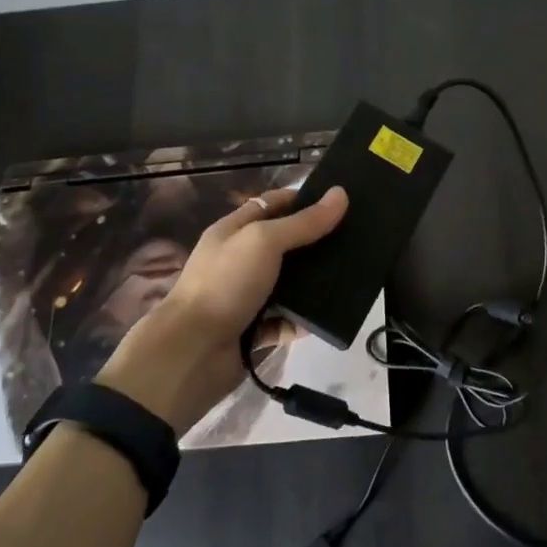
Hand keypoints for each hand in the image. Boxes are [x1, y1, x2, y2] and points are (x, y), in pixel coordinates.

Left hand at [100, 187, 347, 432]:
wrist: (193, 352)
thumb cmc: (225, 284)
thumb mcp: (264, 241)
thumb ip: (303, 222)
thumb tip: (340, 195)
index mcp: (232, 232)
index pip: (270, 205)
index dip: (301, 200)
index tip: (338, 202)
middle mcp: (238, 262)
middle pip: (283, 245)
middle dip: (314, 242)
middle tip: (353, 240)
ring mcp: (245, 297)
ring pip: (287, 284)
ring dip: (313, 283)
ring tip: (349, 277)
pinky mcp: (254, 330)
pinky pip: (286, 321)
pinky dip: (303, 321)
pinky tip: (327, 316)